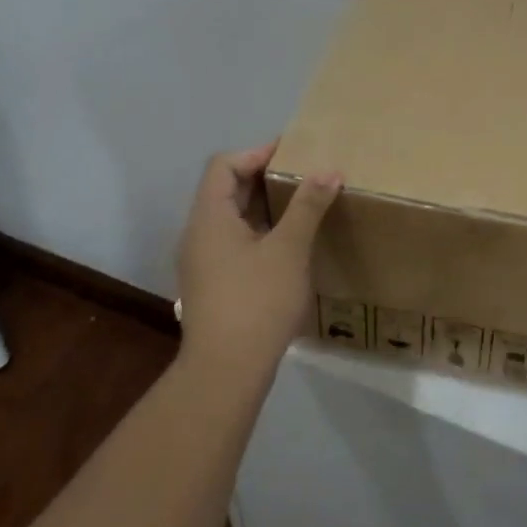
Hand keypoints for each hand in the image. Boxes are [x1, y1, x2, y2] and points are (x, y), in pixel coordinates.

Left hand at [173, 142, 342, 384]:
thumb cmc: (256, 302)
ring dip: (263, 206)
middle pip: (225, 189)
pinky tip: (287, 245)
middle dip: (264, 178)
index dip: (256, 153)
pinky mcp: (211, 284)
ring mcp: (201, 261)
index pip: (224, 165)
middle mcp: (198, 233)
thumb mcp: (289, 249)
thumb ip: (308, 206)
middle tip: (303, 176)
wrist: (225, 373)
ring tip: (301, 205)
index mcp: (209, 217)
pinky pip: (232, 241)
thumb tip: (328, 170)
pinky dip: (258, 231)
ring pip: (230, 218)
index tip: (292, 154)